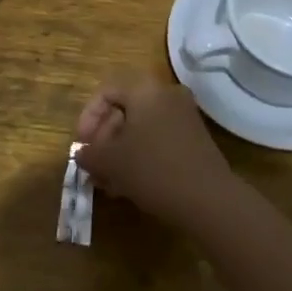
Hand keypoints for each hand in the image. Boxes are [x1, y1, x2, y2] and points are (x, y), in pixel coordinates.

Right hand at [73, 73, 234, 226]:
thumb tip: (81, 153)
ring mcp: (185, 117)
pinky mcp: (195, 140)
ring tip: (108, 180)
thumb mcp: (111, 162)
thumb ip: (89, 153)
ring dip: (120, 150)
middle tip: (93, 164)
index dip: (88, 118)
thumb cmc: (153, 170)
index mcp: (145, 90)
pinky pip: (159, 139)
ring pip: (141, 127)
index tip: (82, 145)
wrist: (210, 201)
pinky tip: (130, 184)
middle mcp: (167, 95)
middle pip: (125, 109)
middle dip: (104, 138)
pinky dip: (141, 155)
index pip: (106, 91)